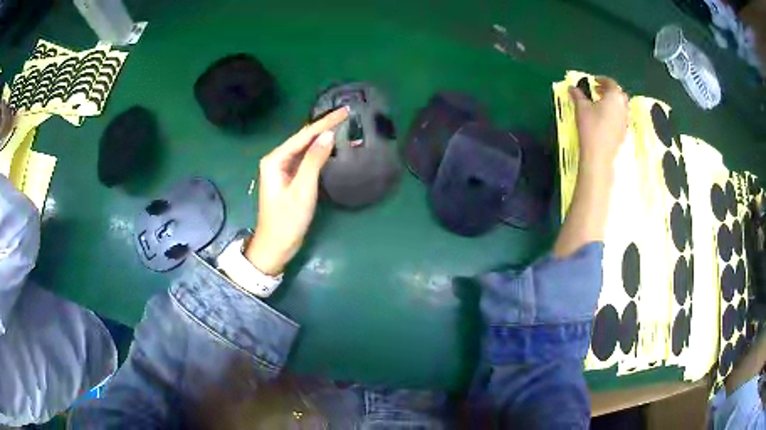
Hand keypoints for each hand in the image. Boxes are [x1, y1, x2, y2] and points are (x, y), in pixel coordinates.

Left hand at [245, 107, 348, 274]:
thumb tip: (328, 135)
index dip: (325, 122)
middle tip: (345, 114)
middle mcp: (276, 160)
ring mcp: (281, 169)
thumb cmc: (287, 220)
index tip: (344, 111)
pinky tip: (328, 145)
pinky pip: (304, 159)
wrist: (275, 246)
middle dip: (323, 126)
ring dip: (321, 136)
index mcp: (275, 159)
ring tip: (341, 124)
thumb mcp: (302, 190)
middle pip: (303, 138)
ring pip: (304, 147)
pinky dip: (317, 151)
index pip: (304, 135)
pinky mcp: (288, 178)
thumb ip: (314, 161)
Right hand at [569, 77, 628, 170]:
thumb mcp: (581, 107)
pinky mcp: (624, 132)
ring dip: (612, 102)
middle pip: (618, 94)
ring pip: (621, 106)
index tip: (593, 81)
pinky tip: (604, 118)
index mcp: (615, 97)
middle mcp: (623, 107)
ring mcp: (625, 120)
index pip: (611, 83)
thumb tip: (571, 87)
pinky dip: (614, 113)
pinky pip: (620, 117)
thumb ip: (577, 94)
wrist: (599, 155)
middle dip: (609, 90)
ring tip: (600, 104)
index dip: (601, 80)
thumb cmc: (591, 126)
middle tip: (597, 91)